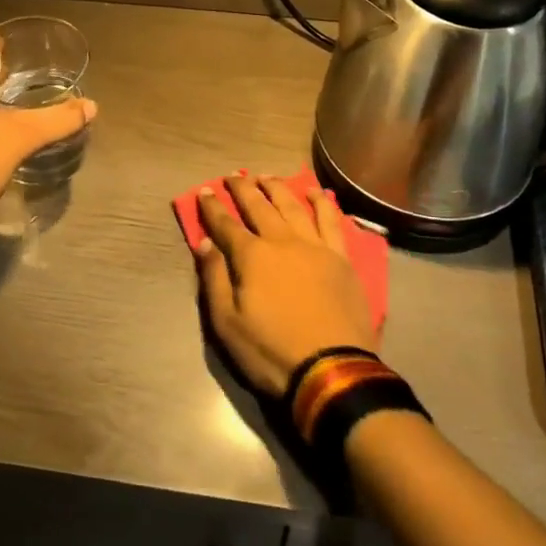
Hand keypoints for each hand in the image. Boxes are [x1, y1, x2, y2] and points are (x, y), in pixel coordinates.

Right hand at [192, 174, 377, 396]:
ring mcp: (314, 246)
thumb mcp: (227, 324)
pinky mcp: (341, 257)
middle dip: (243, 189)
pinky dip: (321, 202)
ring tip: (265, 176)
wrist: (332, 370)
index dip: (213, 207)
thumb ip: (214, 279)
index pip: (226, 224)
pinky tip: (315, 192)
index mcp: (252, 256)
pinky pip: (330, 220)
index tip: (205, 191)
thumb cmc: (272, 351)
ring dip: (277, 188)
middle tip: (233, 175)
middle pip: (259, 206)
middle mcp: (282, 241)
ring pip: (292, 205)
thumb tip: (204, 243)